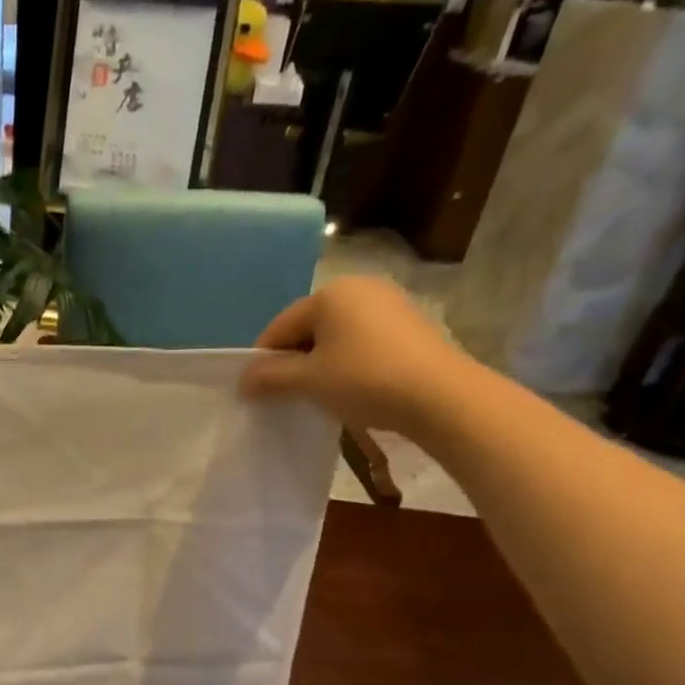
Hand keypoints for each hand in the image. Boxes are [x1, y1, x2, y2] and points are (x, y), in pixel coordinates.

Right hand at [239, 275, 477, 433]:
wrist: (441, 396)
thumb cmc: (365, 380)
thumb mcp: (309, 381)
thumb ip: (270, 377)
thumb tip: (243, 380)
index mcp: (330, 294)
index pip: (279, 327)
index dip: (263, 361)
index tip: (256, 392)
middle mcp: (359, 288)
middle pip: (308, 328)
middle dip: (293, 361)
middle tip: (287, 396)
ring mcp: (389, 304)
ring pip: (336, 336)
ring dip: (320, 364)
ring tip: (319, 396)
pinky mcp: (409, 325)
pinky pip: (362, 341)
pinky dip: (348, 363)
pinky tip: (352, 389)